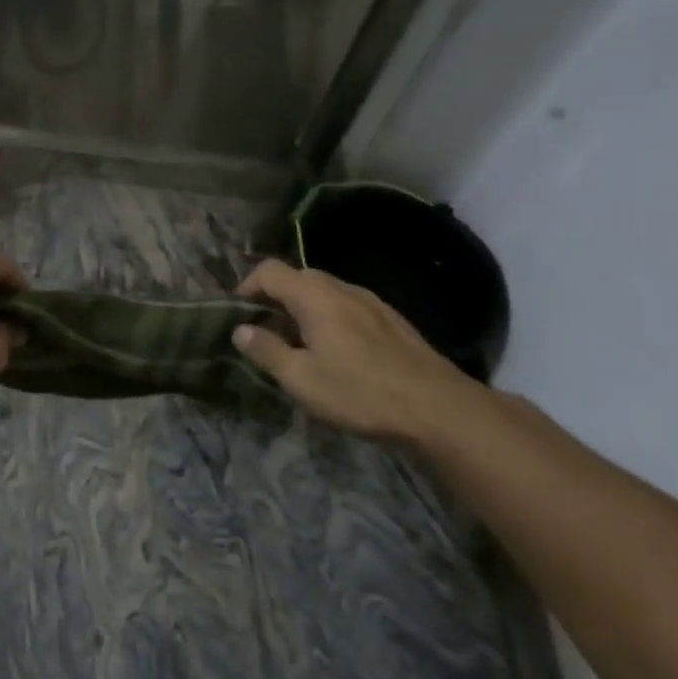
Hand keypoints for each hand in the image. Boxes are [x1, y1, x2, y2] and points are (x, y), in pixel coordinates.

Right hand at [232, 259, 493, 444]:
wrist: (440, 408)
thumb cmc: (361, 392)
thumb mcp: (301, 378)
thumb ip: (266, 350)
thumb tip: (240, 330)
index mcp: (314, 296)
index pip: (268, 271)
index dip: (246, 286)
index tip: (237, 314)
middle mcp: (342, 288)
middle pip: (297, 277)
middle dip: (274, 298)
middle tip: (264, 332)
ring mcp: (371, 302)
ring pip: (325, 292)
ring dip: (302, 309)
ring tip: (298, 344)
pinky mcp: (392, 320)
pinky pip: (348, 306)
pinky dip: (329, 318)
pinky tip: (337, 352)